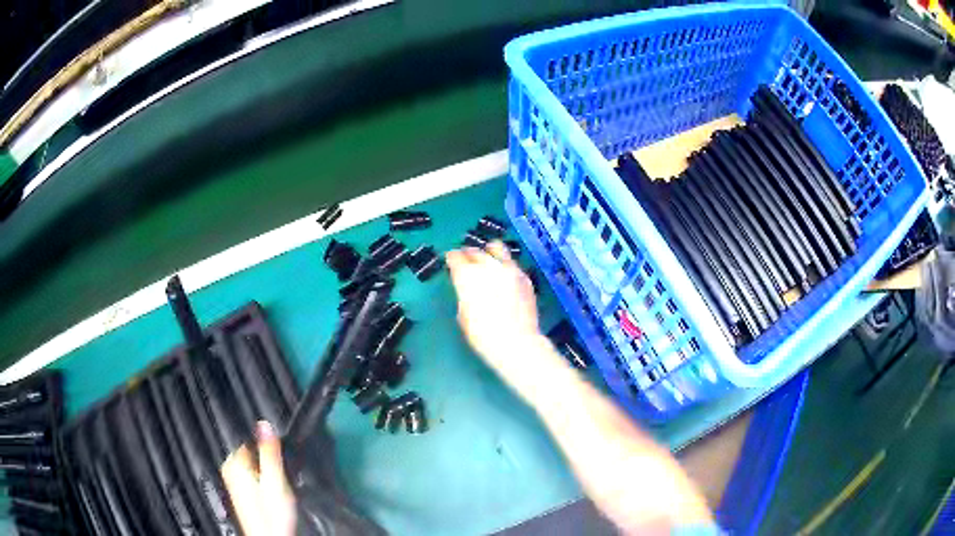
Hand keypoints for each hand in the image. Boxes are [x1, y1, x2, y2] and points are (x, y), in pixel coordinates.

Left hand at [221, 422, 295, 535]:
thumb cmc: (271, 514)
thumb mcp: (274, 480)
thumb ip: (269, 451)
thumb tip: (264, 423)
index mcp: (233, 461)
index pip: (251, 440)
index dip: (269, 448)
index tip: (281, 459)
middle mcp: (229, 468)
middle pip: (252, 453)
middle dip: (268, 462)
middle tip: (279, 479)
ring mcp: (233, 481)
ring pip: (254, 466)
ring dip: (266, 473)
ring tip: (277, 489)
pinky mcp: (240, 492)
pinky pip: (253, 477)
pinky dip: (263, 482)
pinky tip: (272, 495)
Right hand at [447, 242, 548, 384]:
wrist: (516, 342)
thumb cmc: (483, 335)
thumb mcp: (463, 315)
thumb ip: (464, 294)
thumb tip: (467, 288)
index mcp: (467, 276)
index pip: (455, 256)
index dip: (451, 258)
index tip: (451, 261)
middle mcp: (488, 266)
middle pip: (474, 251)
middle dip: (468, 254)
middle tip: (467, 261)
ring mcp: (509, 269)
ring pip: (496, 247)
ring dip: (489, 252)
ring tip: (488, 259)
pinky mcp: (524, 276)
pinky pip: (511, 263)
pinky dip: (505, 265)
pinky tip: (504, 276)